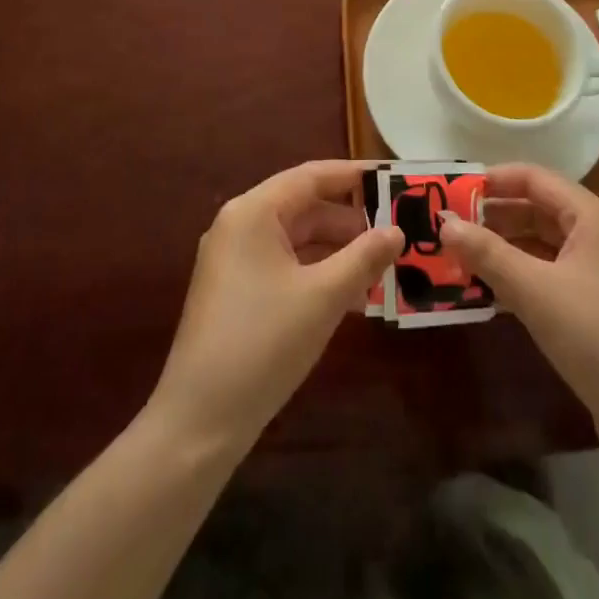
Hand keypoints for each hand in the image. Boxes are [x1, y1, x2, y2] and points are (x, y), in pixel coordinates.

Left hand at [149, 160, 401, 451]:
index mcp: (254, 213)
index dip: (354, 176)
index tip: (394, 180)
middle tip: (399, 232)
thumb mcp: (323, 297)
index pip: (312, 177)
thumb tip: (397, 231)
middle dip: (352, 222)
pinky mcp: (237, 293)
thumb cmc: (263, 343)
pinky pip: (286, 267)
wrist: (199, 422)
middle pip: (306, 208)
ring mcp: (235, 261)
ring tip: (386, 267)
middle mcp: (241, 226)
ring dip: (339, 252)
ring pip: (298, 241)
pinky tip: (354, 298)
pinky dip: (319, 275)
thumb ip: (364, 258)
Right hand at [440, 164, 598, 437]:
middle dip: (492, 216)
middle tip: (446, 227)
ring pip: (538, 246)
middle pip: (535, 209)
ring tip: (456, 256)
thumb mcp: (534, 290)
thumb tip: (443, 224)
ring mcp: (595, 273)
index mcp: (590, 217)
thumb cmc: (596, 336)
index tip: (452, 191)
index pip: (534, 178)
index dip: (493, 180)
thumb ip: (487, 253)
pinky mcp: (591, 307)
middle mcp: (594, 236)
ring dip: (500, 248)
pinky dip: (515, 277)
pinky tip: (483, 291)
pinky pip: (545, 276)